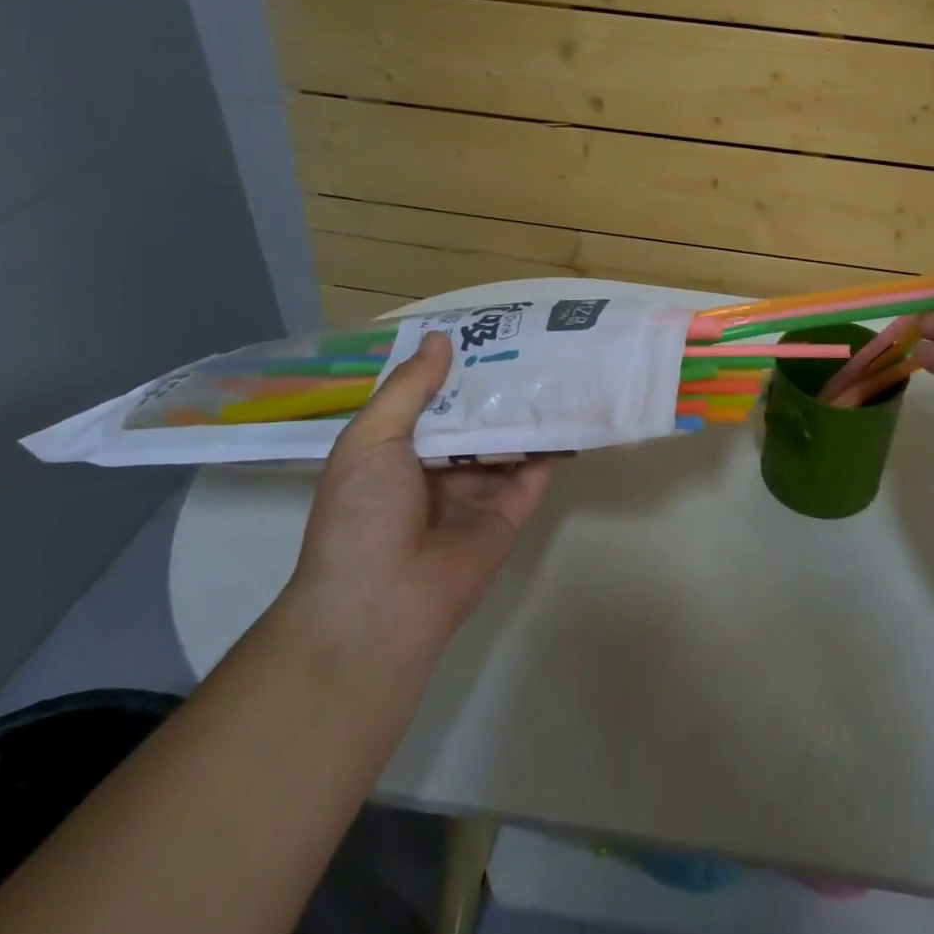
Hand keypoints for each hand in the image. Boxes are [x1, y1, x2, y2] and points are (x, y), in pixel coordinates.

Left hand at [286, 332, 553, 653]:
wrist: (383, 601)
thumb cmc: (362, 513)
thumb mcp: (370, 439)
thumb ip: (408, 389)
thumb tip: (439, 339)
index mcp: (397, 453)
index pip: (432, 402)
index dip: (455, 369)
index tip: (485, 332)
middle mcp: (438, 470)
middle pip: (474, 419)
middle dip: (497, 386)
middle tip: (533, 340)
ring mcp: (477, 493)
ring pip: (507, 442)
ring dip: (527, 410)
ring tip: (559, 365)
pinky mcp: (510, 514)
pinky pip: (534, 473)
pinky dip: (551, 445)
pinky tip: (571, 410)